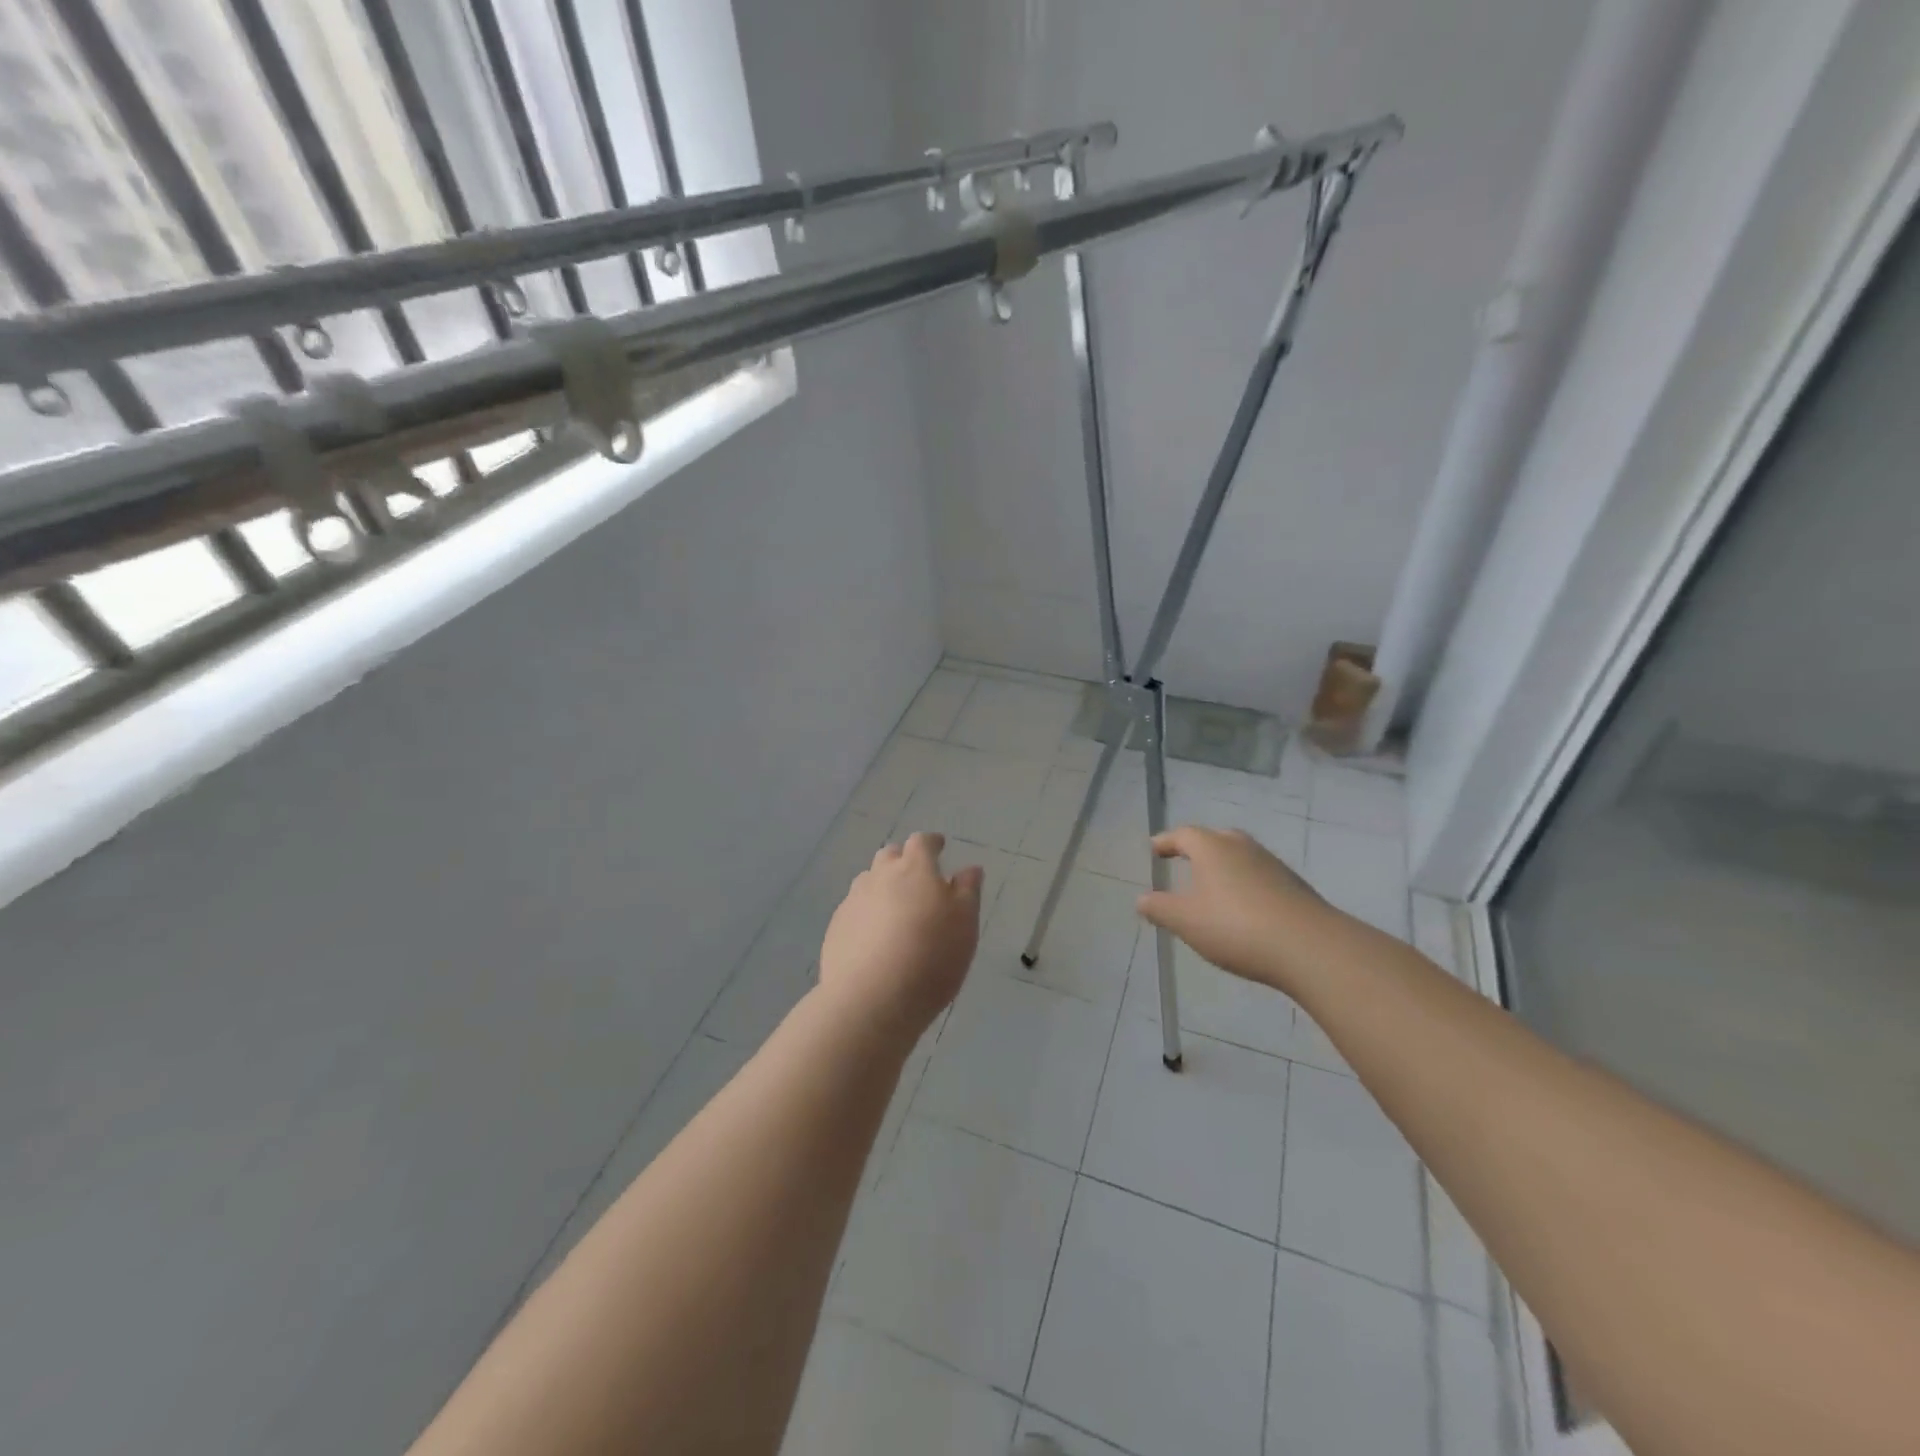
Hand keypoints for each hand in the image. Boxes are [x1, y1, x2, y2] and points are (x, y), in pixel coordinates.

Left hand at [819, 832, 983, 1038]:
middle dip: (904, 861)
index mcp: (914, 869)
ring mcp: (853, 902)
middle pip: (890, 856)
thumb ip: (968, 891)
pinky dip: (867, 915)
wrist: (871, 1000)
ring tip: (896, 910)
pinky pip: (854, 910)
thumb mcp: (965, 924)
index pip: (921, 842)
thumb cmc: (931, 957)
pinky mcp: (836, 929)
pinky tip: (875, 938)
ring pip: (868, 882)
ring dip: (882, 887)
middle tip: (918, 880)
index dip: (932, 843)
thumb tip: (969, 869)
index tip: (940, 848)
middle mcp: (879, 876)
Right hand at [1136, 826, 1332, 992]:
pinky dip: (1245, 884)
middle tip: (1184, 861)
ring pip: (1240, 856)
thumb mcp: (1186, 921)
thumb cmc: (1235, 927)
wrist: (1309, 947)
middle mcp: (1242, 847)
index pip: (1182, 835)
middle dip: (1197, 848)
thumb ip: (1159, 908)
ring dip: (1224, 866)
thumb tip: (1141, 900)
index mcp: (1212, 847)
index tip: (1154, 849)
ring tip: (1212, 887)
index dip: (1166, 842)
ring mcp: (1272, 864)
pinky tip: (1243, 907)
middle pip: (1215, 838)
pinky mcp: (1294, 886)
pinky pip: (1259, 876)